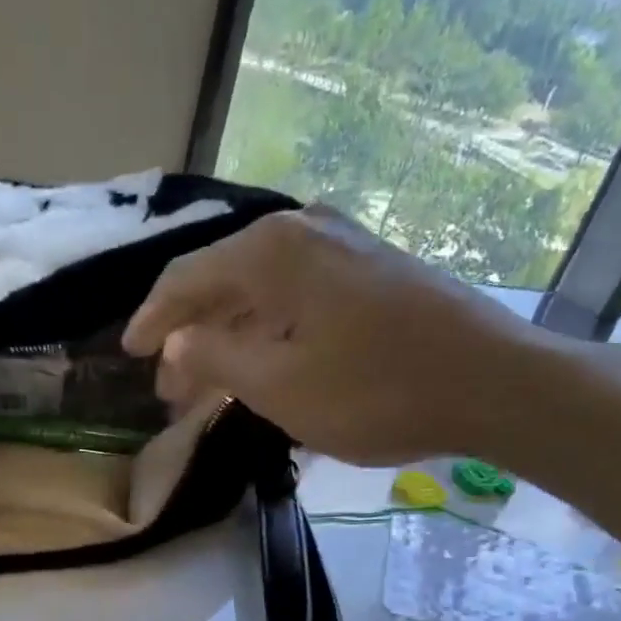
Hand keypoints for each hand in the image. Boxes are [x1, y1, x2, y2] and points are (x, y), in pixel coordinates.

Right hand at [122, 206, 564, 465]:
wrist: (492, 383)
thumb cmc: (375, 390)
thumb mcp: (279, 386)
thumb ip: (216, 358)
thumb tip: (179, 340)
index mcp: (271, 251)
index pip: (187, 279)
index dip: (151, 320)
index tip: (129, 354)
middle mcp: (303, 231)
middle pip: (223, 283)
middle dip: (190, 337)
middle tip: (170, 388)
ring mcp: (343, 245)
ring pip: (260, 292)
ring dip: (228, 338)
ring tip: (208, 386)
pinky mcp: (371, 270)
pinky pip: (296, 297)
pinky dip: (267, 332)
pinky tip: (261, 364)